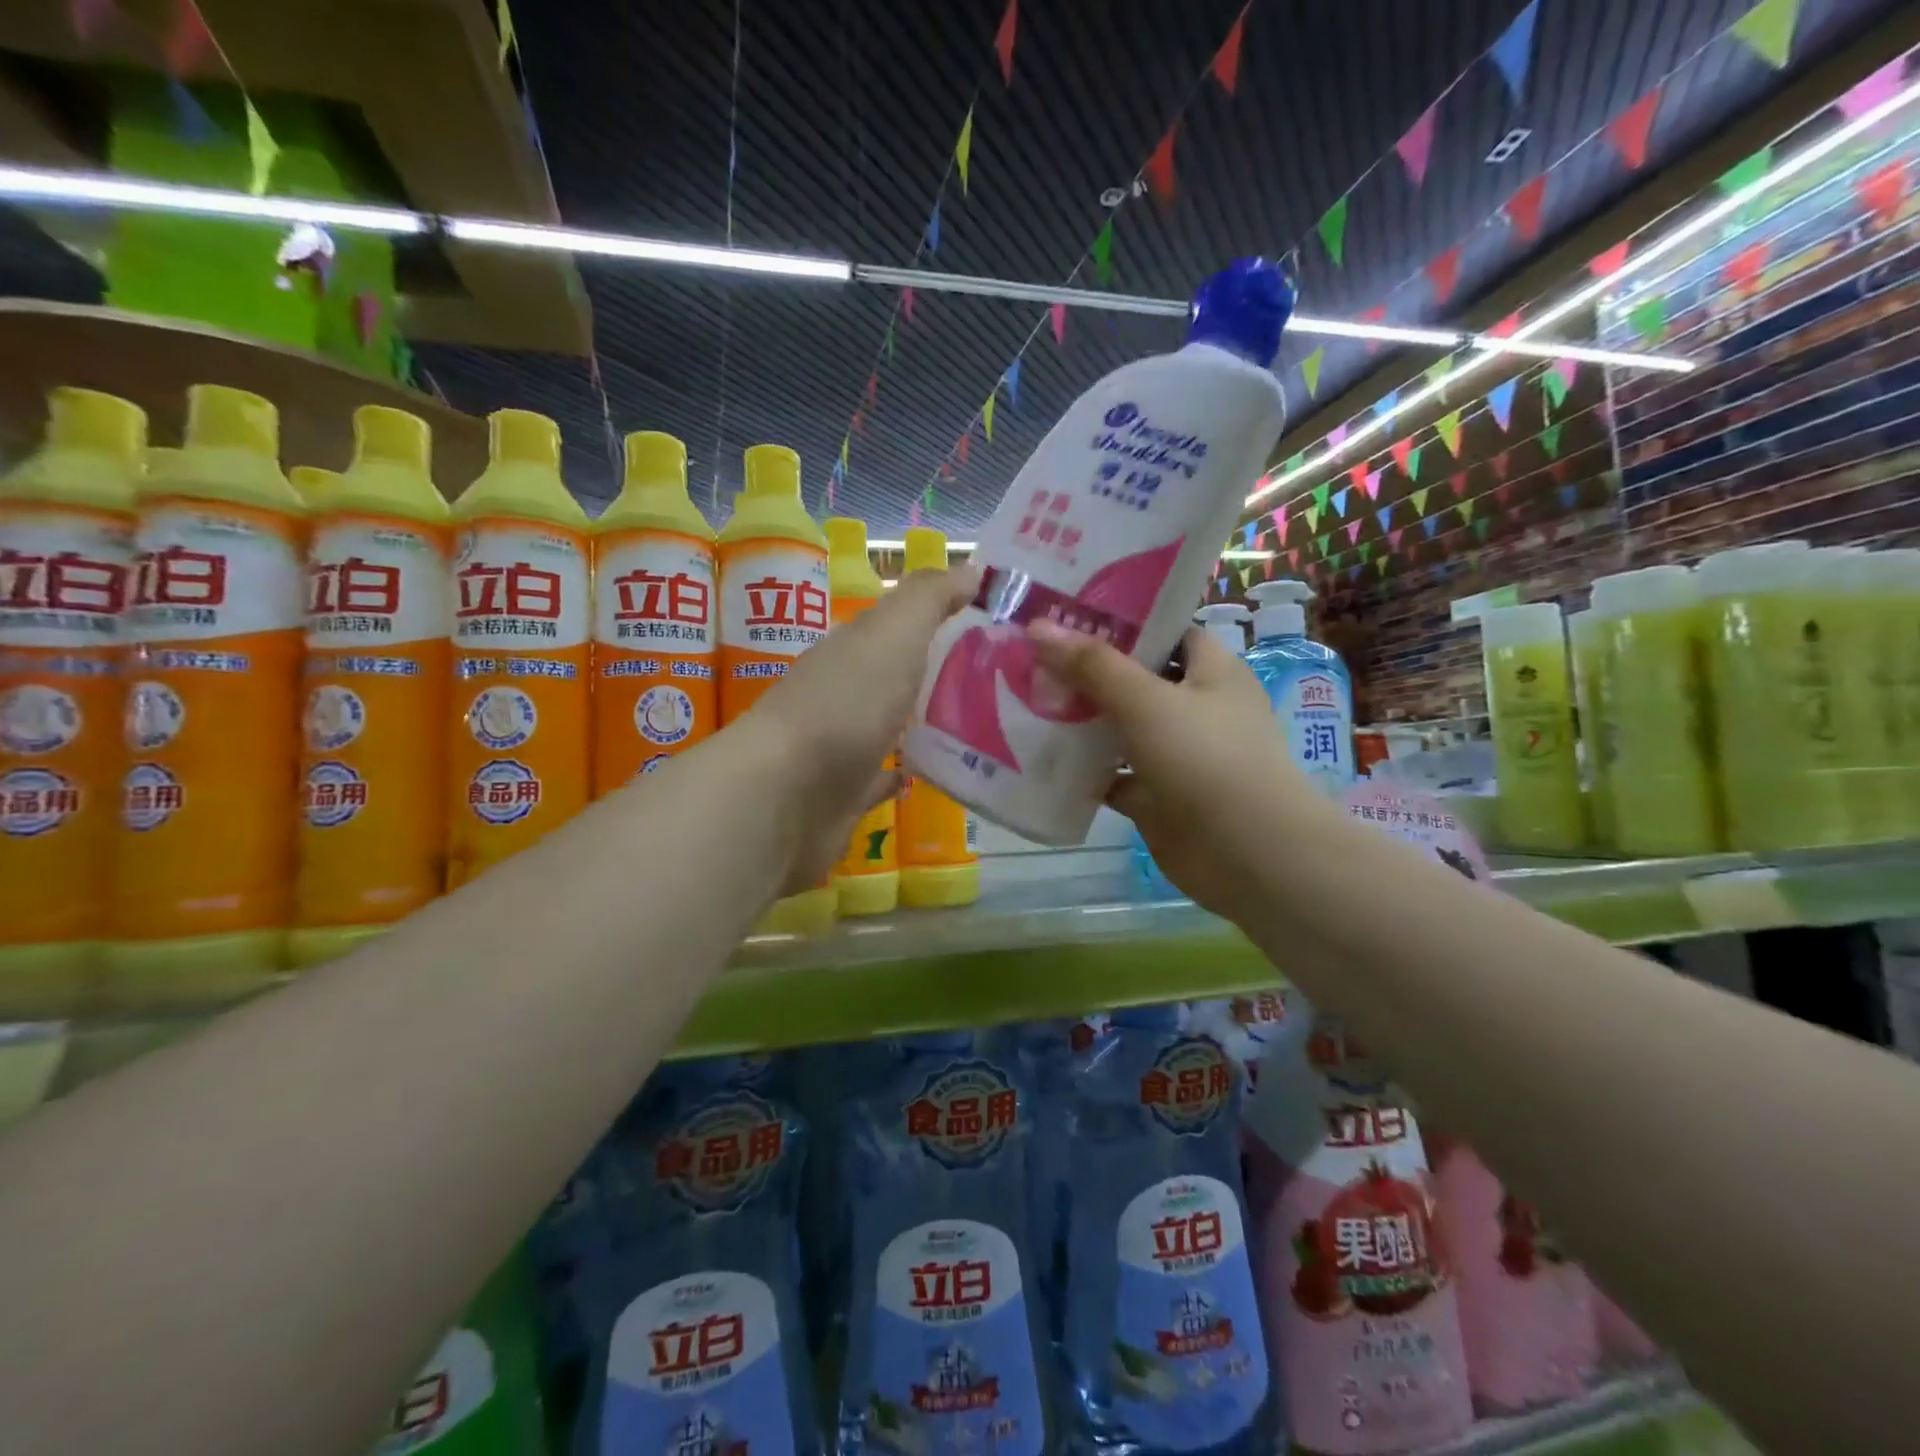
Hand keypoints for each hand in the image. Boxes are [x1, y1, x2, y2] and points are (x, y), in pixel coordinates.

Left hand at [751, 566, 977, 894]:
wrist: (786, 796)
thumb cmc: (845, 705)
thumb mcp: (892, 634)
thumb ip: (928, 599)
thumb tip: (972, 568)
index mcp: (854, 648)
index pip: (902, 623)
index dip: (944, 617)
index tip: (997, 627)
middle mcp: (843, 691)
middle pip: (896, 674)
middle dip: (938, 671)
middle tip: (1003, 680)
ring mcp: (839, 746)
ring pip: (888, 725)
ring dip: (922, 721)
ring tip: (983, 725)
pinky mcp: (843, 795)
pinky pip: (879, 778)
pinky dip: (901, 771)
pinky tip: (933, 772)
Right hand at [1029, 620, 1322, 921]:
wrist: (1247, 854)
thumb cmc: (1206, 758)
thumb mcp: (1146, 700)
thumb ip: (1092, 665)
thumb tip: (1037, 626)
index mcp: (1211, 672)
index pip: (1166, 631)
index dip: (1122, 620)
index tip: (1069, 613)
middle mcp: (1197, 708)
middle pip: (1136, 680)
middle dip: (1089, 671)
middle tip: (1032, 656)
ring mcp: (1177, 755)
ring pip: (1121, 729)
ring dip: (1081, 721)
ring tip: (1025, 699)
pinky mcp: (1158, 796)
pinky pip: (1114, 775)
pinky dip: (1084, 771)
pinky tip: (1041, 759)